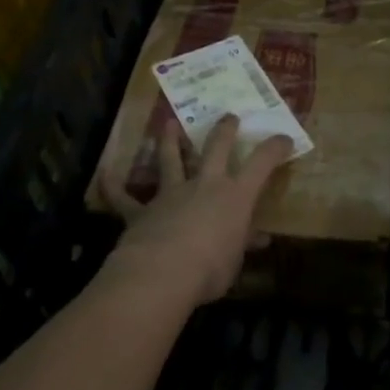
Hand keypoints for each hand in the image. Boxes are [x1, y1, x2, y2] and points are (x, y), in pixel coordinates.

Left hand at [99, 115, 293, 308]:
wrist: (162, 273)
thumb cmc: (211, 269)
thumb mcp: (235, 260)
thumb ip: (243, 244)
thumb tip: (259, 239)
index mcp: (235, 197)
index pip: (262, 164)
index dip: (274, 148)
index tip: (284, 138)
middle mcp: (204, 186)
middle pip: (216, 148)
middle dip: (224, 130)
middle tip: (229, 116)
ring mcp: (170, 194)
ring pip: (170, 160)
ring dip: (169, 141)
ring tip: (168, 123)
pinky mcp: (141, 210)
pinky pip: (123, 196)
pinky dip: (112, 184)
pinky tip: (105, 173)